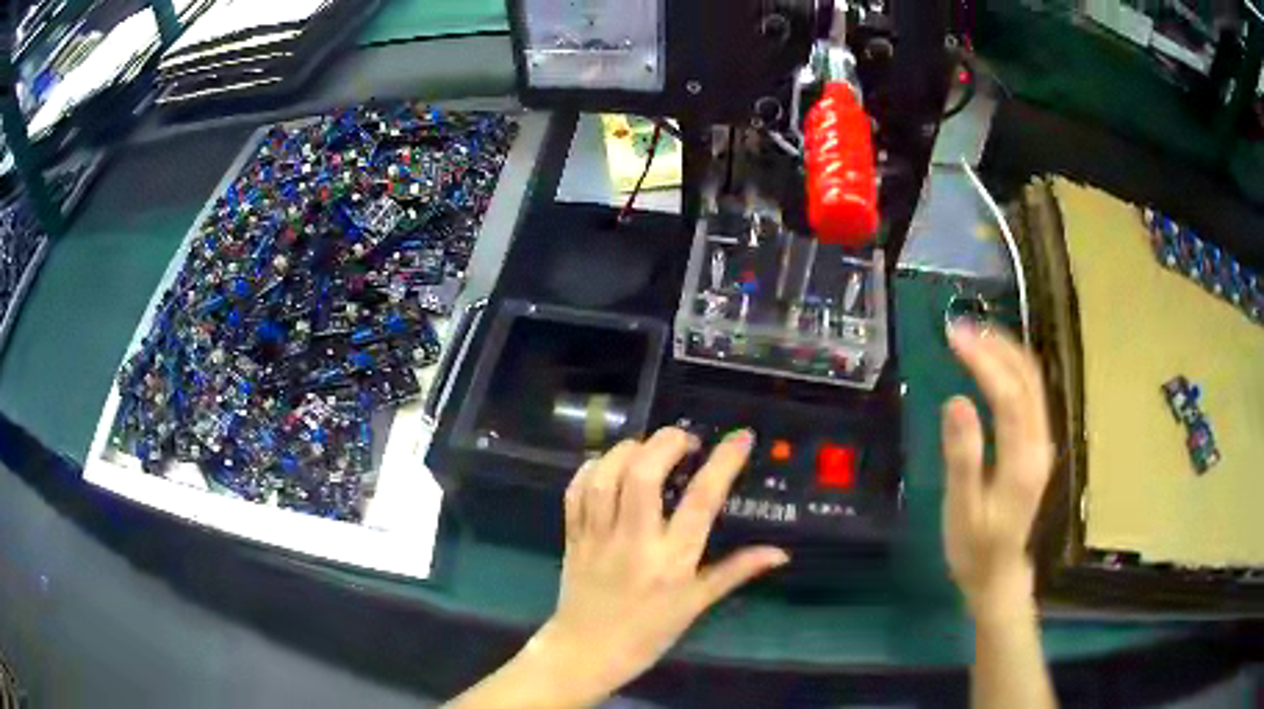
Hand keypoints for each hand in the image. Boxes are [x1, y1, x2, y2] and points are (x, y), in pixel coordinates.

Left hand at [524, 428, 788, 706]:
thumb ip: (735, 572)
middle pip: (644, 474)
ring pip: (606, 476)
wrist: (586, 652)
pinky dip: (592, 468)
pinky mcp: (572, 535)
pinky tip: (609, 466)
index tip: (741, 437)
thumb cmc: (648, 633)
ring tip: (648, 449)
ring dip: (628, 450)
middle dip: (666, 443)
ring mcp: (598, 536)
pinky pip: (576, 491)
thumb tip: (780, 553)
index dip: (724, 462)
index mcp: (672, 561)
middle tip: (685, 441)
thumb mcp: (696, 605)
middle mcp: (634, 541)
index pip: (702, 500)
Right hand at [942, 323, 1053, 622]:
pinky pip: (1030, 393)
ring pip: (1033, 382)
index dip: (984, 361)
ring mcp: (1041, 442)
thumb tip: (956, 401)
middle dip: (996, 346)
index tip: (954, 337)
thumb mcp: (961, 510)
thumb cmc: (974, 548)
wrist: (999, 575)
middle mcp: (1039, 443)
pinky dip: (1011, 368)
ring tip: (974, 336)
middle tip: (960, 329)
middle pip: (1027, 379)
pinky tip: (992, 364)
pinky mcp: (1036, 444)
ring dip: (1006, 352)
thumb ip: (963, 457)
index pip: (1008, 395)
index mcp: (1022, 461)